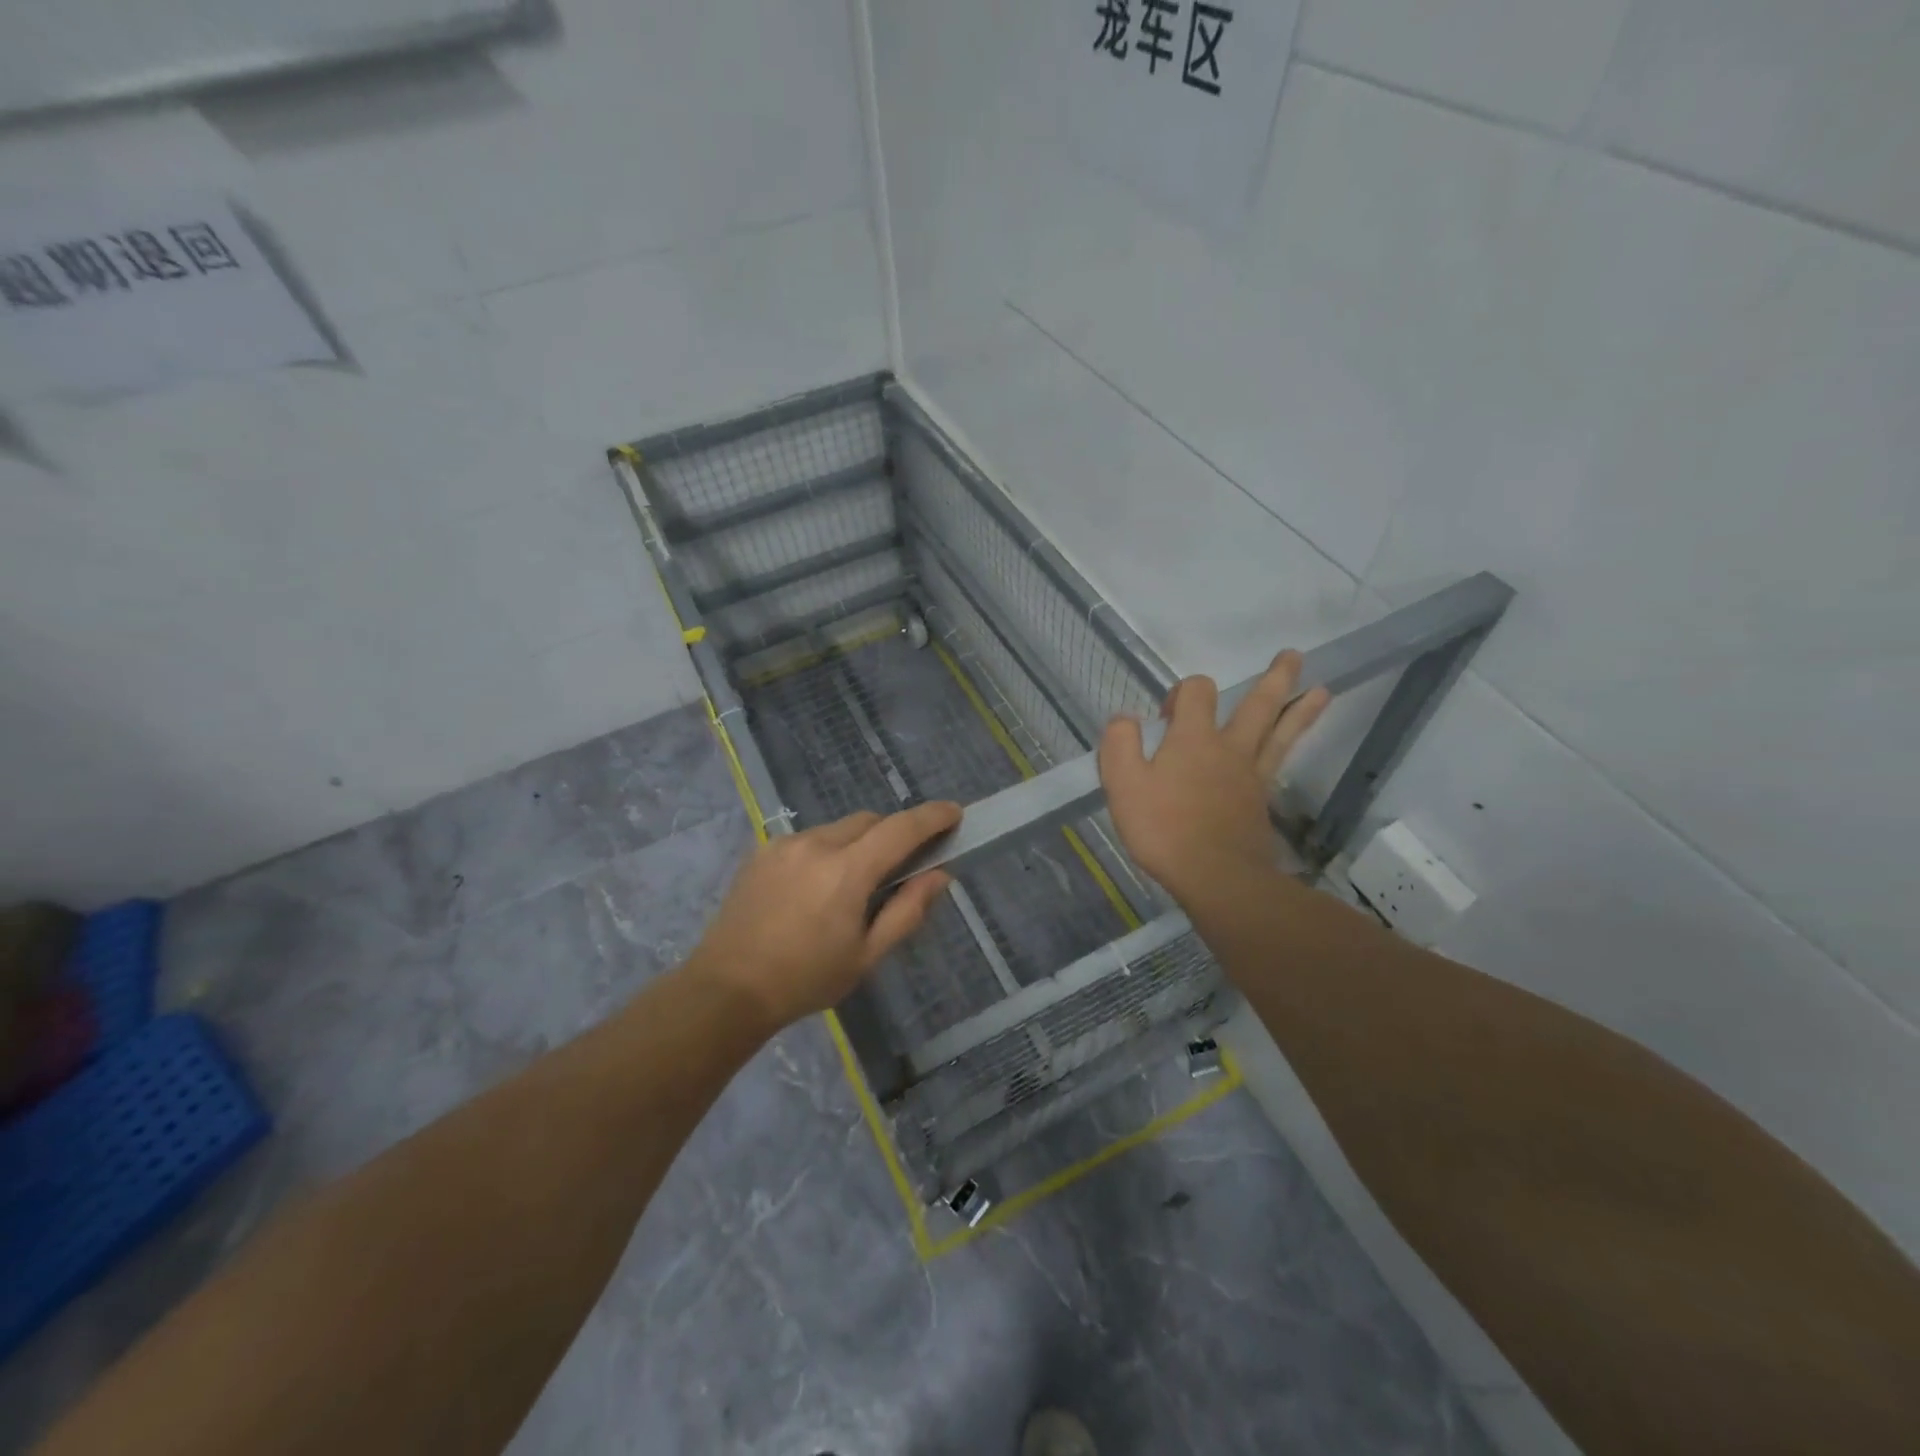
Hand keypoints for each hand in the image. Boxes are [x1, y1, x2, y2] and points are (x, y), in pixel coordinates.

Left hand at [686, 802, 960, 1032]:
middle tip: (901, 865)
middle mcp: (816, 844)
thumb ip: (907, 911)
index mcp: (846, 871)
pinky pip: (808, 839)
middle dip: (892, 834)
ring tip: (852, 884)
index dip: (932, 817)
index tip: (954, 813)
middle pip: (869, 821)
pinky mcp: (763, 851)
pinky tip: (817, 887)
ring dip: (857, 843)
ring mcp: (785, 844)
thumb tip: (940, 876)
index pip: (901, 828)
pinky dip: (826, 851)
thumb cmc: (805, 980)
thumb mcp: (866, 955)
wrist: (726, 989)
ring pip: (837, 829)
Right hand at [1098, 650, 1328, 904]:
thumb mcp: (1122, 785)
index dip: (1181, 692)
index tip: (1164, 716)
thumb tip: (1125, 718)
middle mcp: (1228, 747)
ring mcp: (1251, 774)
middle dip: (1274, 679)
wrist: (1216, 876)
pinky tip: (1294, 741)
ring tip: (1321, 688)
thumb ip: (1119, 744)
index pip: (1196, 691)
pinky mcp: (1262, 800)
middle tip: (1293, 656)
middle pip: (1257, 704)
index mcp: (1192, 738)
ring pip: (1280, 731)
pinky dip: (1292, 742)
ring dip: (1299, 707)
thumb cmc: (1164, 829)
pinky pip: (1280, 761)